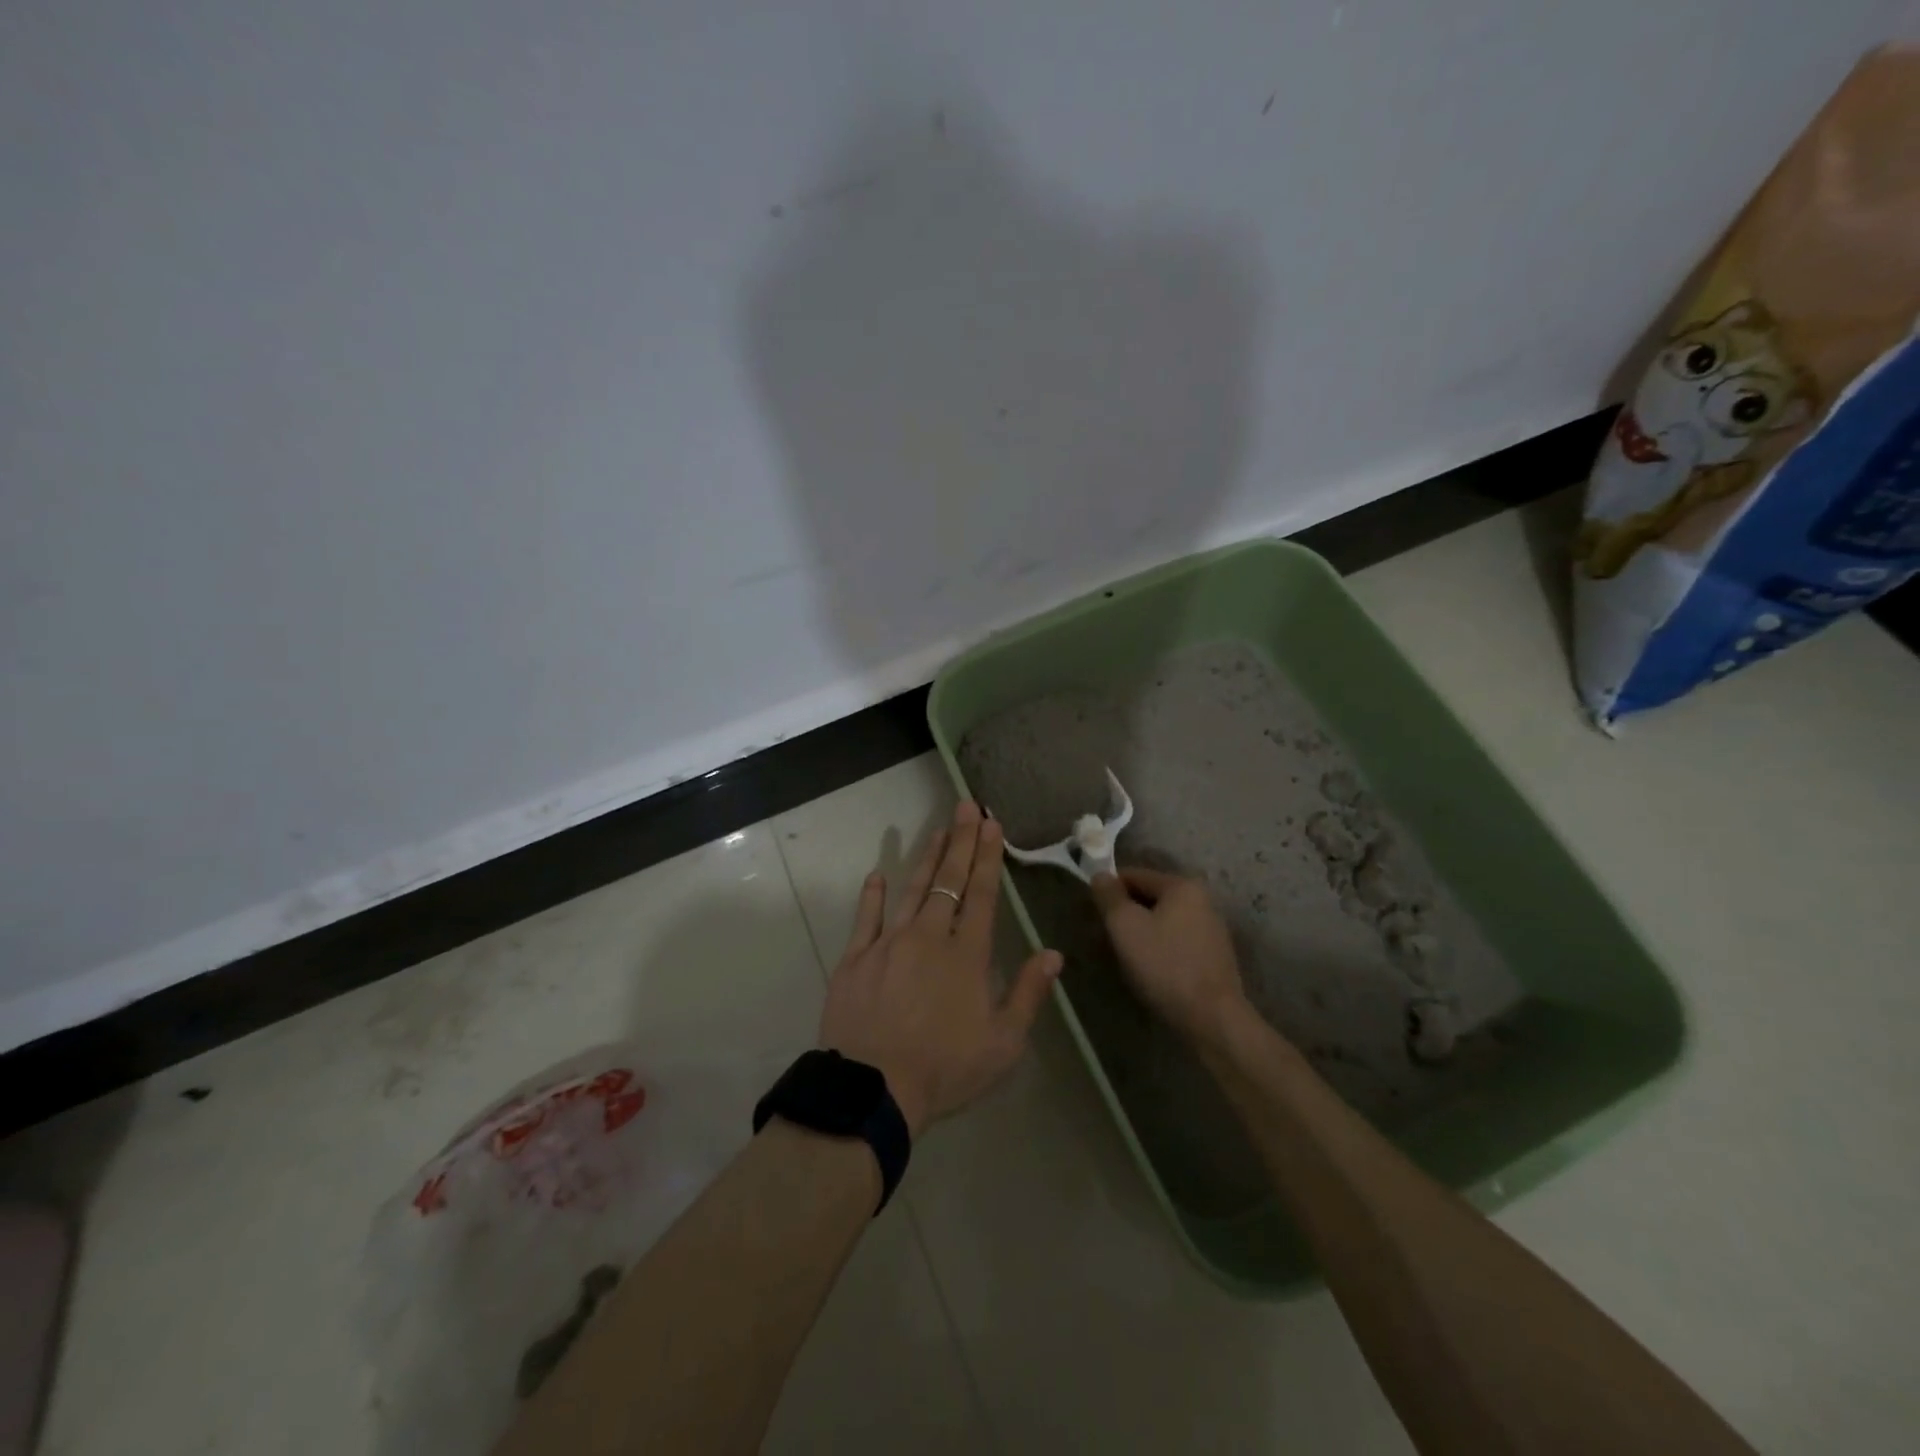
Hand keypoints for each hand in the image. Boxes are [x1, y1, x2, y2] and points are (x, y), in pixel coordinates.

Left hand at [819, 801, 1061, 1137]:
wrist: (874, 1090)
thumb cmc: (945, 1069)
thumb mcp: (1003, 1043)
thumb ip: (1028, 994)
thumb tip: (1053, 954)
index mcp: (966, 955)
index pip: (982, 894)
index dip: (988, 857)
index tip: (991, 824)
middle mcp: (929, 937)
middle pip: (949, 881)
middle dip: (961, 842)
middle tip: (967, 806)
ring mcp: (888, 944)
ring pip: (912, 890)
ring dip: (927, 858)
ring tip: (939, 830)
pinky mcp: (855, 958)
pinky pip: (865, 918)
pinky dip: (872, 895)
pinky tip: (877, 874)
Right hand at [1090, 868, 1248, 1043]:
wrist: (1212, 1019)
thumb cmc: (1164, 965)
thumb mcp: (1125, 926)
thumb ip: (1109, 896)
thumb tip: (1100, 875)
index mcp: (1182, 886)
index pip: (1134, 875)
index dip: (1109, 890)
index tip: (1094, 913)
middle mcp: (1202, 900)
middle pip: (1150, 897)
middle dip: (1126, 913)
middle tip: (1107, 938)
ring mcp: (1212, 929)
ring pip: (1163, 920)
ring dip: (1142, 932)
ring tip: (1127, 957)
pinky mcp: (1214, 956)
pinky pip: (1177, 940)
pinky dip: (1160, 948)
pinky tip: (1152, 970)